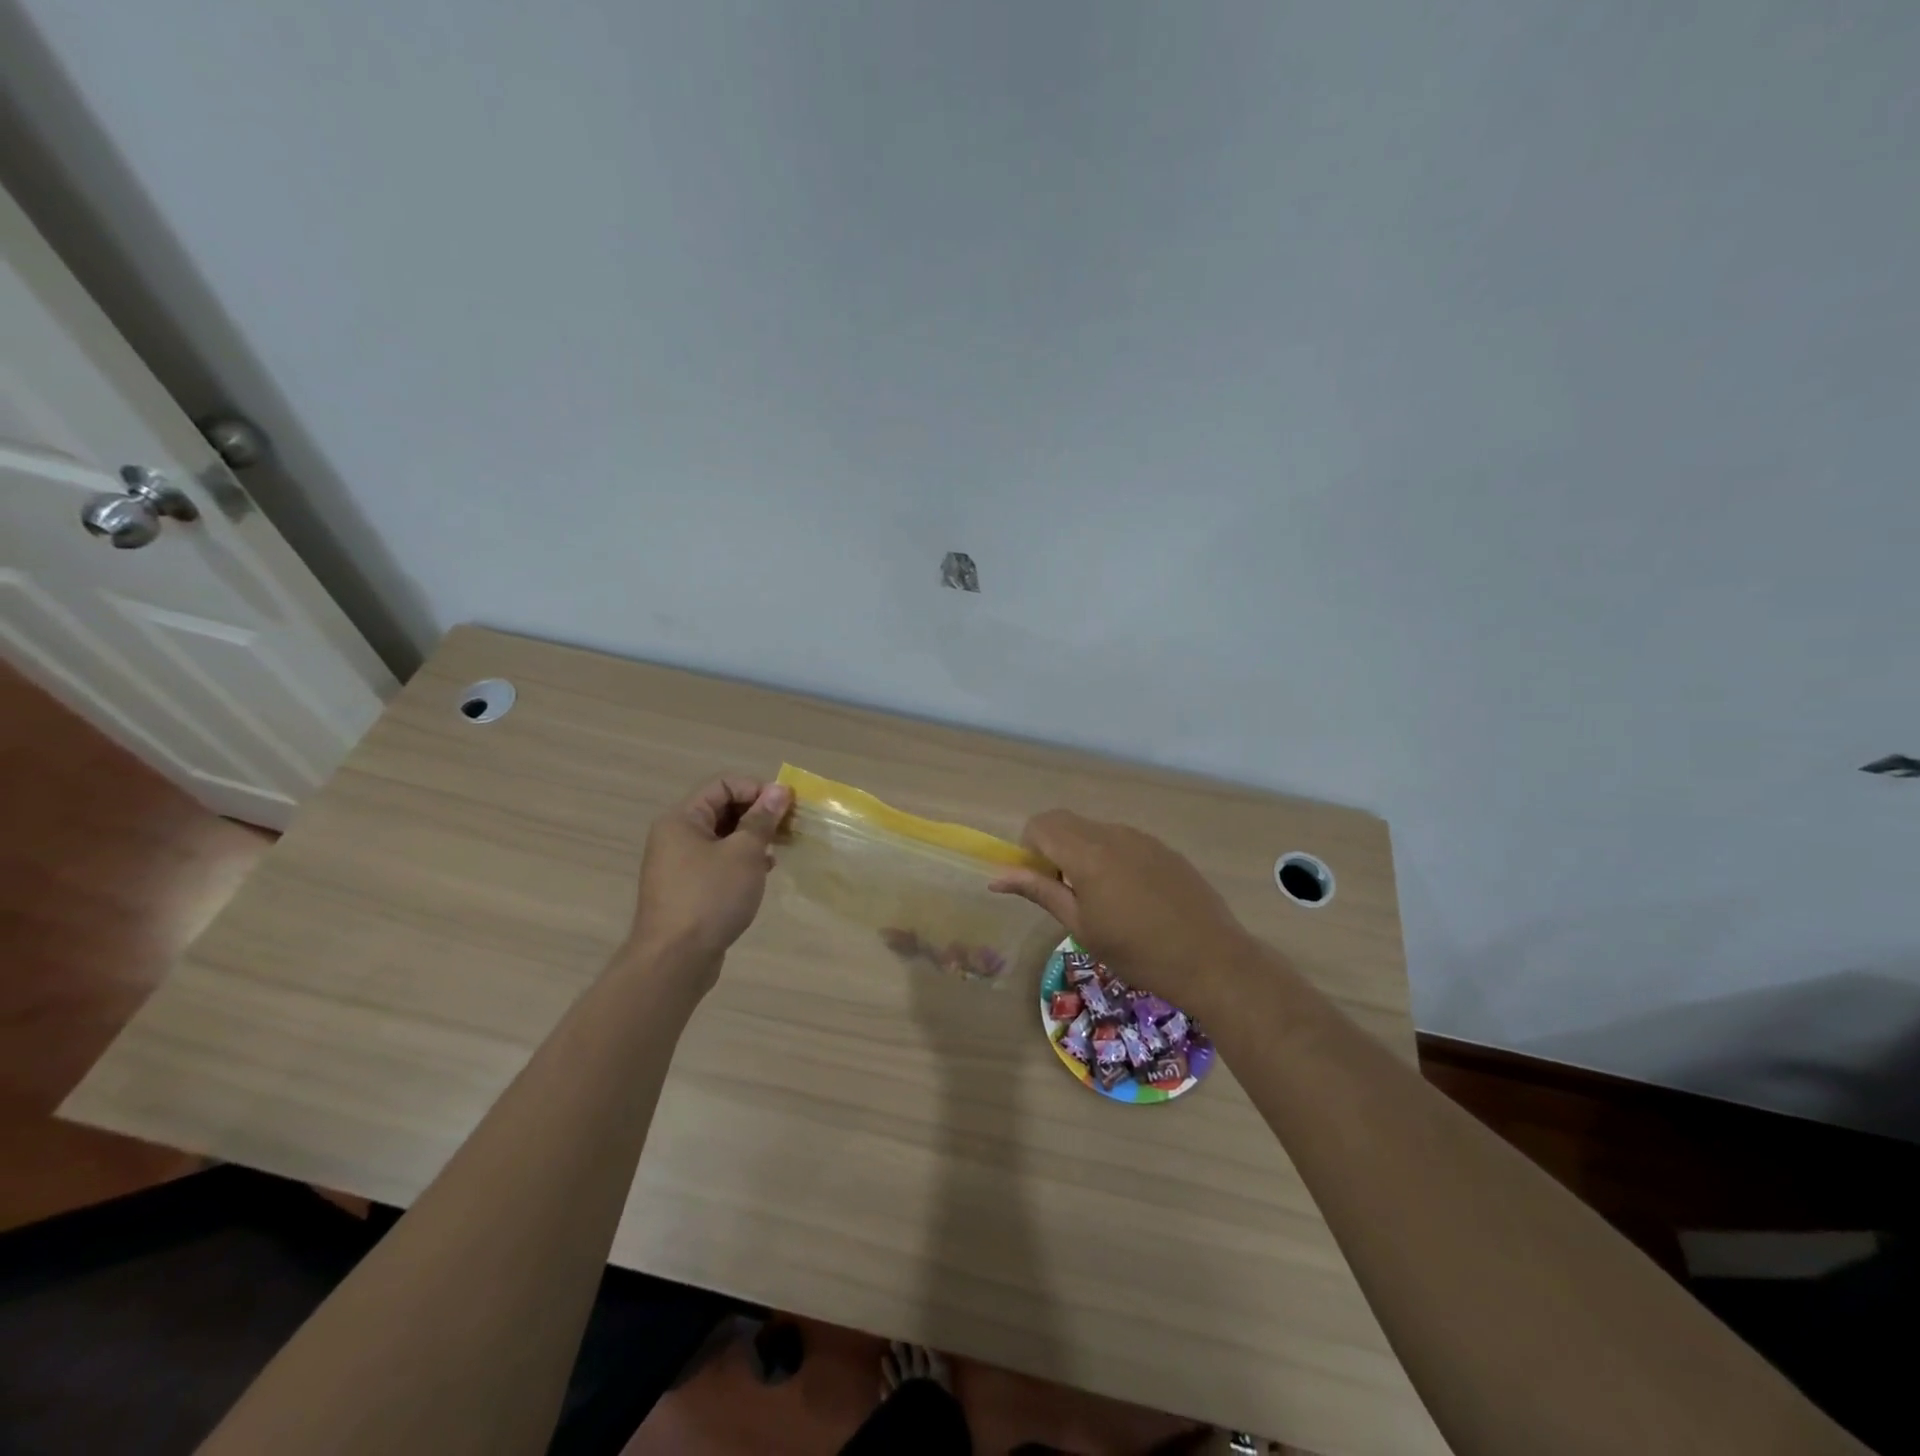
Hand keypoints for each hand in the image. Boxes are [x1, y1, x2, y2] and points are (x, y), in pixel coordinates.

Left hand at [624, 776, 792, 979]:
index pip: (723, 784)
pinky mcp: (687, 889)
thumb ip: (762, 819)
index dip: (757, 789)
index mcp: (682, 819)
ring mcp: (679, 864)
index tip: (787, 806)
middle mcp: (676, 836)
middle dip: (758, 814)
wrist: (675, 960)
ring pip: (722, 837)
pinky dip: (742, 860)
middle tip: (789, 827)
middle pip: (722, 809)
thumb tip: (779, 790)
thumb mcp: (744, 853)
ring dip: (753, 838)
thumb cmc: (710, 897)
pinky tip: (764, 871)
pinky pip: (718, 862)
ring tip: (781, 848)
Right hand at [989, 810, 1251, 1012]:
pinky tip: (1133, 898)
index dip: (1029, 849)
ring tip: (1103, 899)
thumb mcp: (1081, 927)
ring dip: (1082, 852)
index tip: (1042, 883)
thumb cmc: (1137, 952)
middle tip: (1066, 892)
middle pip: (1065, 822)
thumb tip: (997, 878)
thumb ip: (1040, 892)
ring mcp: (1142, 838)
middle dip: (1052, 847)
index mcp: (1087, 853)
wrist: (1211, 960)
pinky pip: (1123, 840)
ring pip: (1094, 830)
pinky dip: (1111, 857)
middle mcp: (1113, 834)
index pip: (1040, 825)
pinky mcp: (1164, 848)